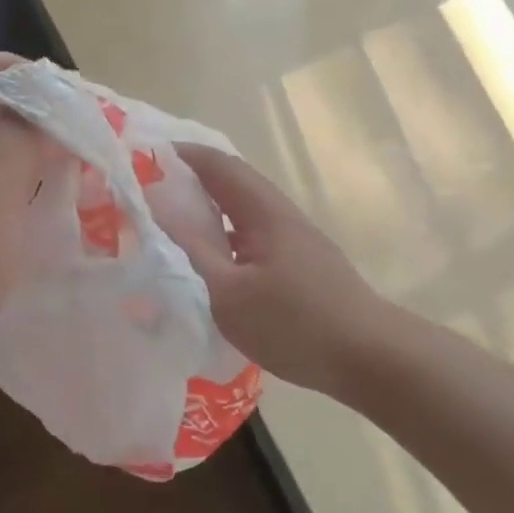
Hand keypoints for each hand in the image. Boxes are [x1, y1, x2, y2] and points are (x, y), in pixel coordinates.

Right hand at [173, 145, 391, 397]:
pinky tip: (210, 257)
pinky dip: (224, 233)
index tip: (144, 156)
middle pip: (231, 181)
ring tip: (170, 219)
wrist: (369, 357)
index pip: (217, 164)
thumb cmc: (295, 323)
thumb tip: (155, 210)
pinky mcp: (300, 262)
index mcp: (263, 210)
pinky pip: (252, 233)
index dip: (181, 154)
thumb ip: (191, 250)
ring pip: (242, 209)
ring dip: (208, 206)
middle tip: (149, 188)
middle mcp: (279, 213)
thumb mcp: (229, 293)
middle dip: (190, 178)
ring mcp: (293, 238)